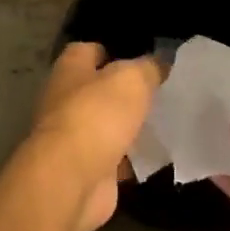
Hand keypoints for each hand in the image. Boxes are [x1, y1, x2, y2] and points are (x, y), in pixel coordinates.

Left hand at [27, 43, 163, 230]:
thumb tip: (159, 63)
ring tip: (164, 120)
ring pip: (107, 126)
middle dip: (123, 92)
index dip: (110, 51)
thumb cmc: (97, 115)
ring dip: (129, 125)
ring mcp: (74, 139)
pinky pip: (115, 159)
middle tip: (159, 91)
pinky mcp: (88, 170)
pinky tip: (158, 154)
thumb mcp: (132, 79)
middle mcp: (65, 102)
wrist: (73, 179)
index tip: (139, 57)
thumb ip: (148, 68)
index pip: (86, 51)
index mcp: (70, 71)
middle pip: (97, 91)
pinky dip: (132, 158)